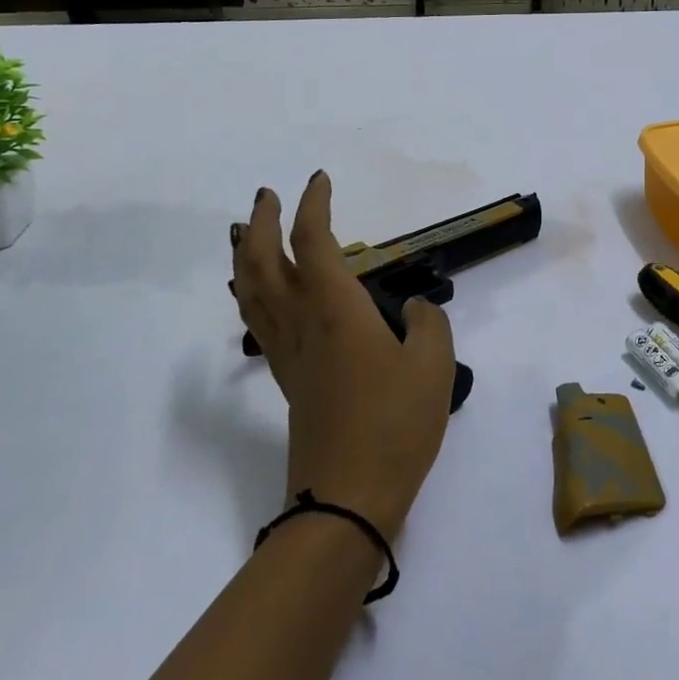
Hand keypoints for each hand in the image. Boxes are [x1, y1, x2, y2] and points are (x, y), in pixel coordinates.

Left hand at [230, 173, 456, 538]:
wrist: (347, 499)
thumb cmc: (395, 425)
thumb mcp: (434, 366)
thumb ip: (428, 324)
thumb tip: (412, 310)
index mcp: (335, 310)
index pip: (314, 242)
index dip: (313, 206)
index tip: (319, 180)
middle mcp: (302, 323)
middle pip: (262, 262)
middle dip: (261, 223)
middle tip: (266, 196)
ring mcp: (288, 355)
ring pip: (249, 292)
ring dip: (244, 255)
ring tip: (247, 234)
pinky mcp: (288, 381)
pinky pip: (258, 321)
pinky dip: (251, 294)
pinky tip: (264, 296)